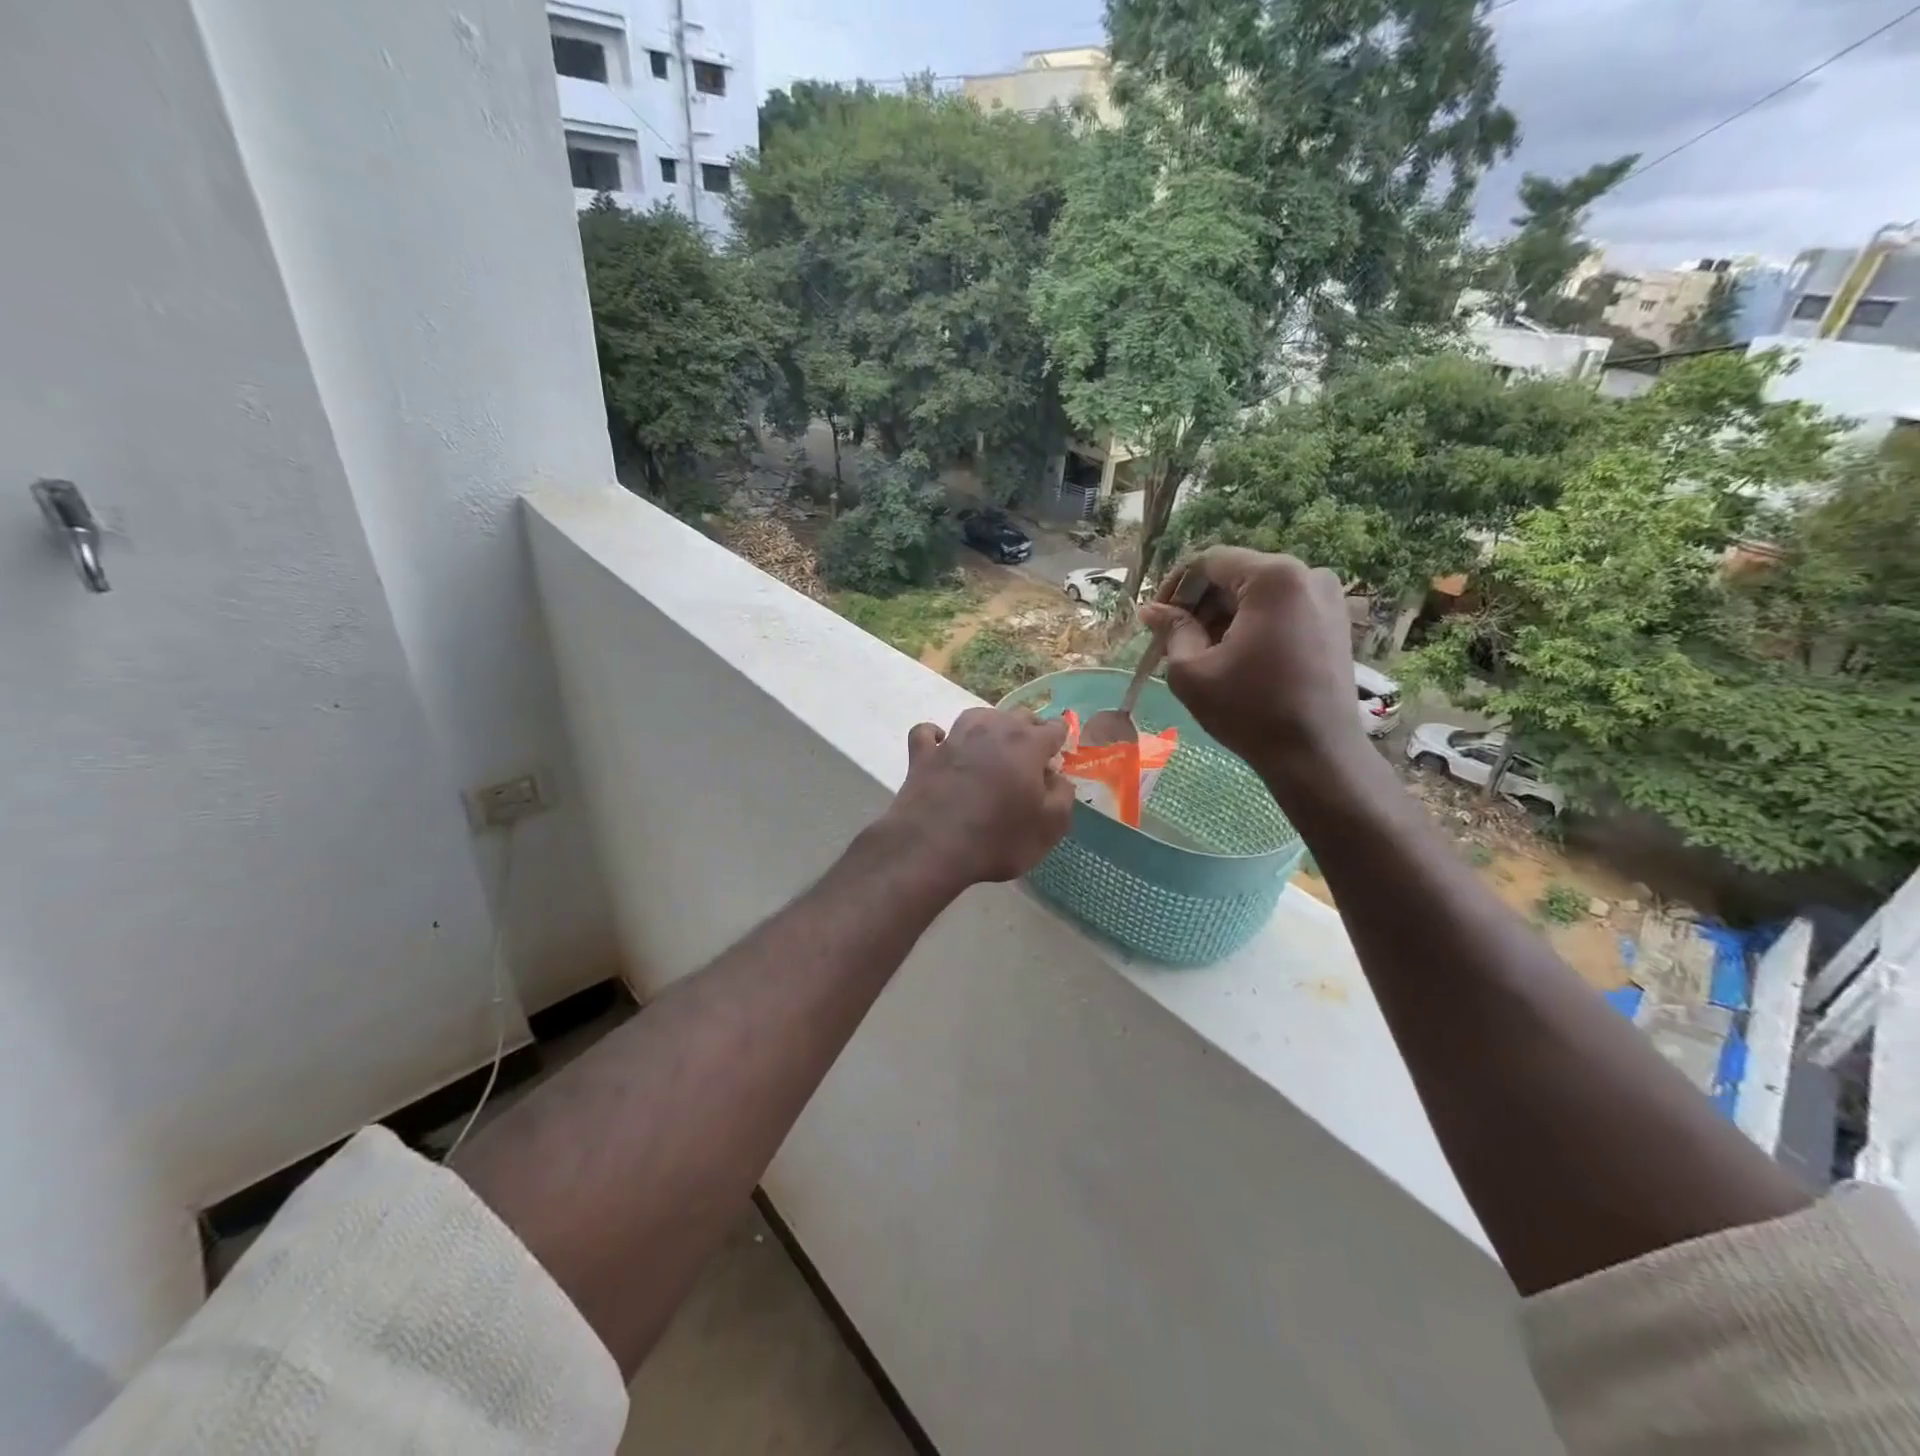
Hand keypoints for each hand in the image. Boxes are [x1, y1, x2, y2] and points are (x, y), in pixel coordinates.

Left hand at [880, 708, 1074, 887]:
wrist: (930, 850)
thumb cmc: (997, 840)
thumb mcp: (1049, 828)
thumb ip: (1062, 796)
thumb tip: (1057, 778)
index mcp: (1026, 744)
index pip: (1054, 727)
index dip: (1060, 741)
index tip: (1057, 759)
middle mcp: (990, 731)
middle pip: (1017, 716)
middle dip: (1029, 731)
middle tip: (1031, 758)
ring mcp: (953, 739)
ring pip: (977, 716)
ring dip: (989, 726)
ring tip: (993, 747)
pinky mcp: (922, 754)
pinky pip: (928, 732)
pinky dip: (937, 736)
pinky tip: (942, 747)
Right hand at [1139, 547, 1363, 777]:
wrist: (1317, 755)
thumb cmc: (1249, 711)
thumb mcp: (1192, 671)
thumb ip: (1171, 631)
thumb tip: (1151, 610)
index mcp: (1274, 577)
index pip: (1209, 562)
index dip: (1175, 587)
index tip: (1156, 620)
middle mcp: (1308, 575)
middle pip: (1236, 575)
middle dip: (1200, 604)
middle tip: (1174, 640)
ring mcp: (1328, 599)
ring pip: (1257, 594)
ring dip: (1224, 617)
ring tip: (1203, 654)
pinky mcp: (1335, 623)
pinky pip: (1281, 610)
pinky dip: (1252, 626)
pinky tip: (1236, 659)